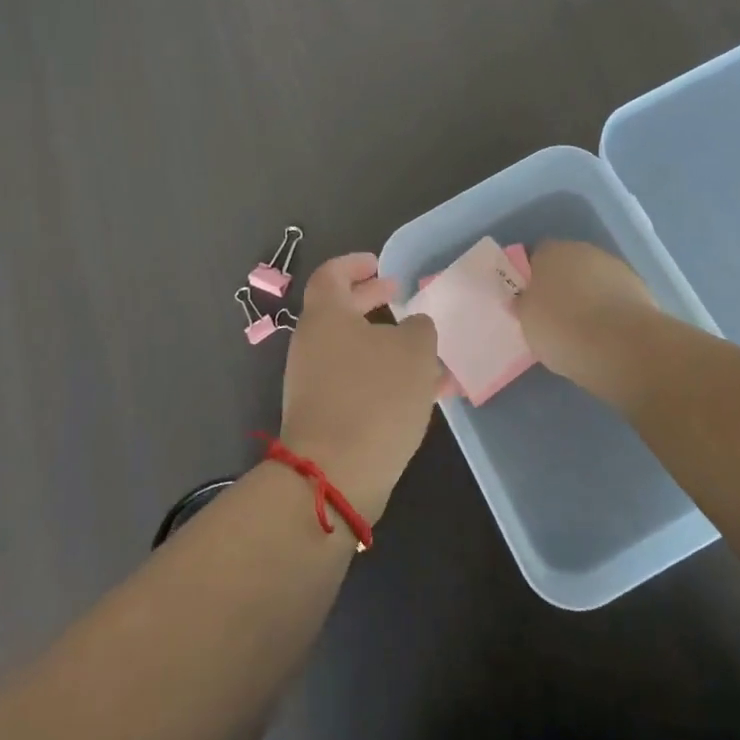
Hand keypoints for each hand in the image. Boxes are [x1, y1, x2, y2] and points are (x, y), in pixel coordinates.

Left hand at [278, 253, 443, 521]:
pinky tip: (421, 393)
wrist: (335, 474)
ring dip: (386, 345)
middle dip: (372, 301)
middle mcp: (312, 344)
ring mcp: (313, 382)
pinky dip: (384, 378)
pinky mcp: (324, 417)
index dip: (355, 264)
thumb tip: (413, 327)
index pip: (332, 274)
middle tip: (401, 297)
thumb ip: (419, 328)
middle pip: (340, 311)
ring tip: (426, 353)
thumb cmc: (375, 395)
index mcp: (326, 315)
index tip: (380, 264)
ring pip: (354, 350)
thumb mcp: (415, 350)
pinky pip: (356, 383)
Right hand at [513, 241, 663, 408]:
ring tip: (582, 332)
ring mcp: (615, 267)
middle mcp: (584, 250)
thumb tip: (526, 300)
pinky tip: (606, 336)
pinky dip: (610, 311)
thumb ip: (525, 305)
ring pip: (593, 281)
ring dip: (588, 298)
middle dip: (562, 286)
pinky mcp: (640, 289)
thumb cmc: (562, 329)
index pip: (536, 256)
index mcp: (551, 252)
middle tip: (554, 317)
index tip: (530, 303)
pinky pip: (614, 298)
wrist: (622, 346)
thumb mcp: (527, 321)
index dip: (532, 278)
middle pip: (567, 266)